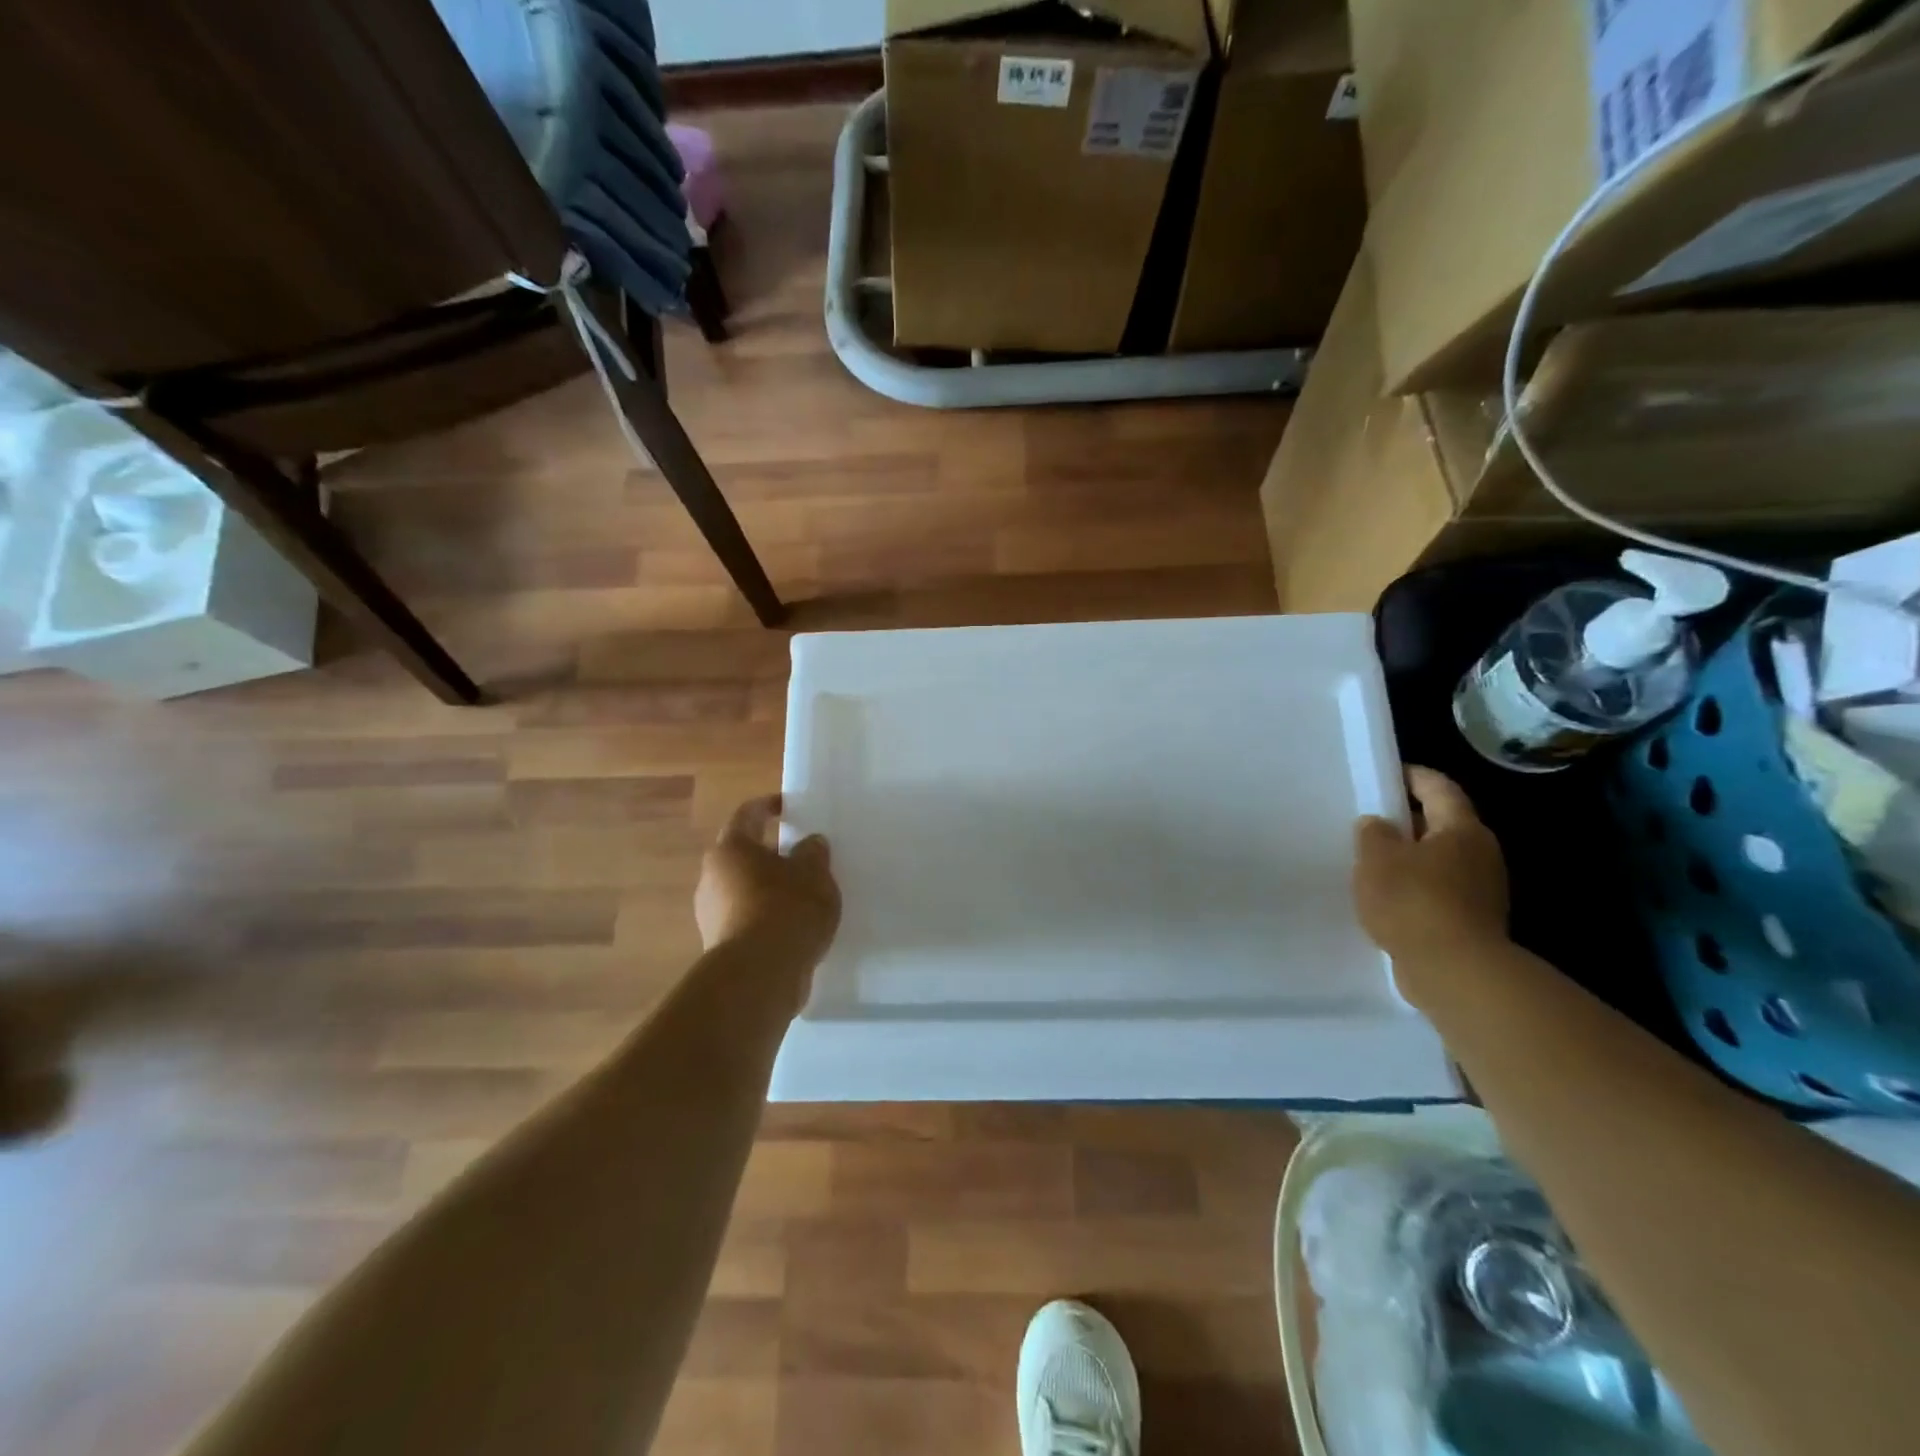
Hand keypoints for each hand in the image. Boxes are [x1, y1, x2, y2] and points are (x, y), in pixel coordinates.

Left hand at [696, 796, 840, 970]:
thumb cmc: (785, 909)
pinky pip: (746, 920)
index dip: (768, 806)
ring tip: (803, 896)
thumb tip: (809, 843)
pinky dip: (766, 918)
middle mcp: (712, 877)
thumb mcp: (813, 873)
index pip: (748, 815)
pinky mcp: (719, 946)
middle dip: (771, 853)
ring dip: (769, 888)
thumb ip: (813, 853)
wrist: (759, 977)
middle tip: (802, 856)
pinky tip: (793, 928)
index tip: (788, 807)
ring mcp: (711, 914)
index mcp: (731, 848)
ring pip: (744, 890)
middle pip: (743, 855)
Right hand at [1354, 767, 1508, 964]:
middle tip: (1370, 818)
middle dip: (1407, 818)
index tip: (1384, 773)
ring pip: (1440, 859)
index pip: (1438, 787)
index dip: (1411, 776)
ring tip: (1372, 860)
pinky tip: (1388, 897)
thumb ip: (1373, 833)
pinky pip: (1440, 890)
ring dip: (1410, 856)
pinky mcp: (1473, 919)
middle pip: (1442, 823)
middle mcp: (1480, 852)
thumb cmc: (1413, 901)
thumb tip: (1378, 824)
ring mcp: (1481, 889)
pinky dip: (1416, 886)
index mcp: (1461, 828)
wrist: (1454, 971)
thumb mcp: (1376, 858)